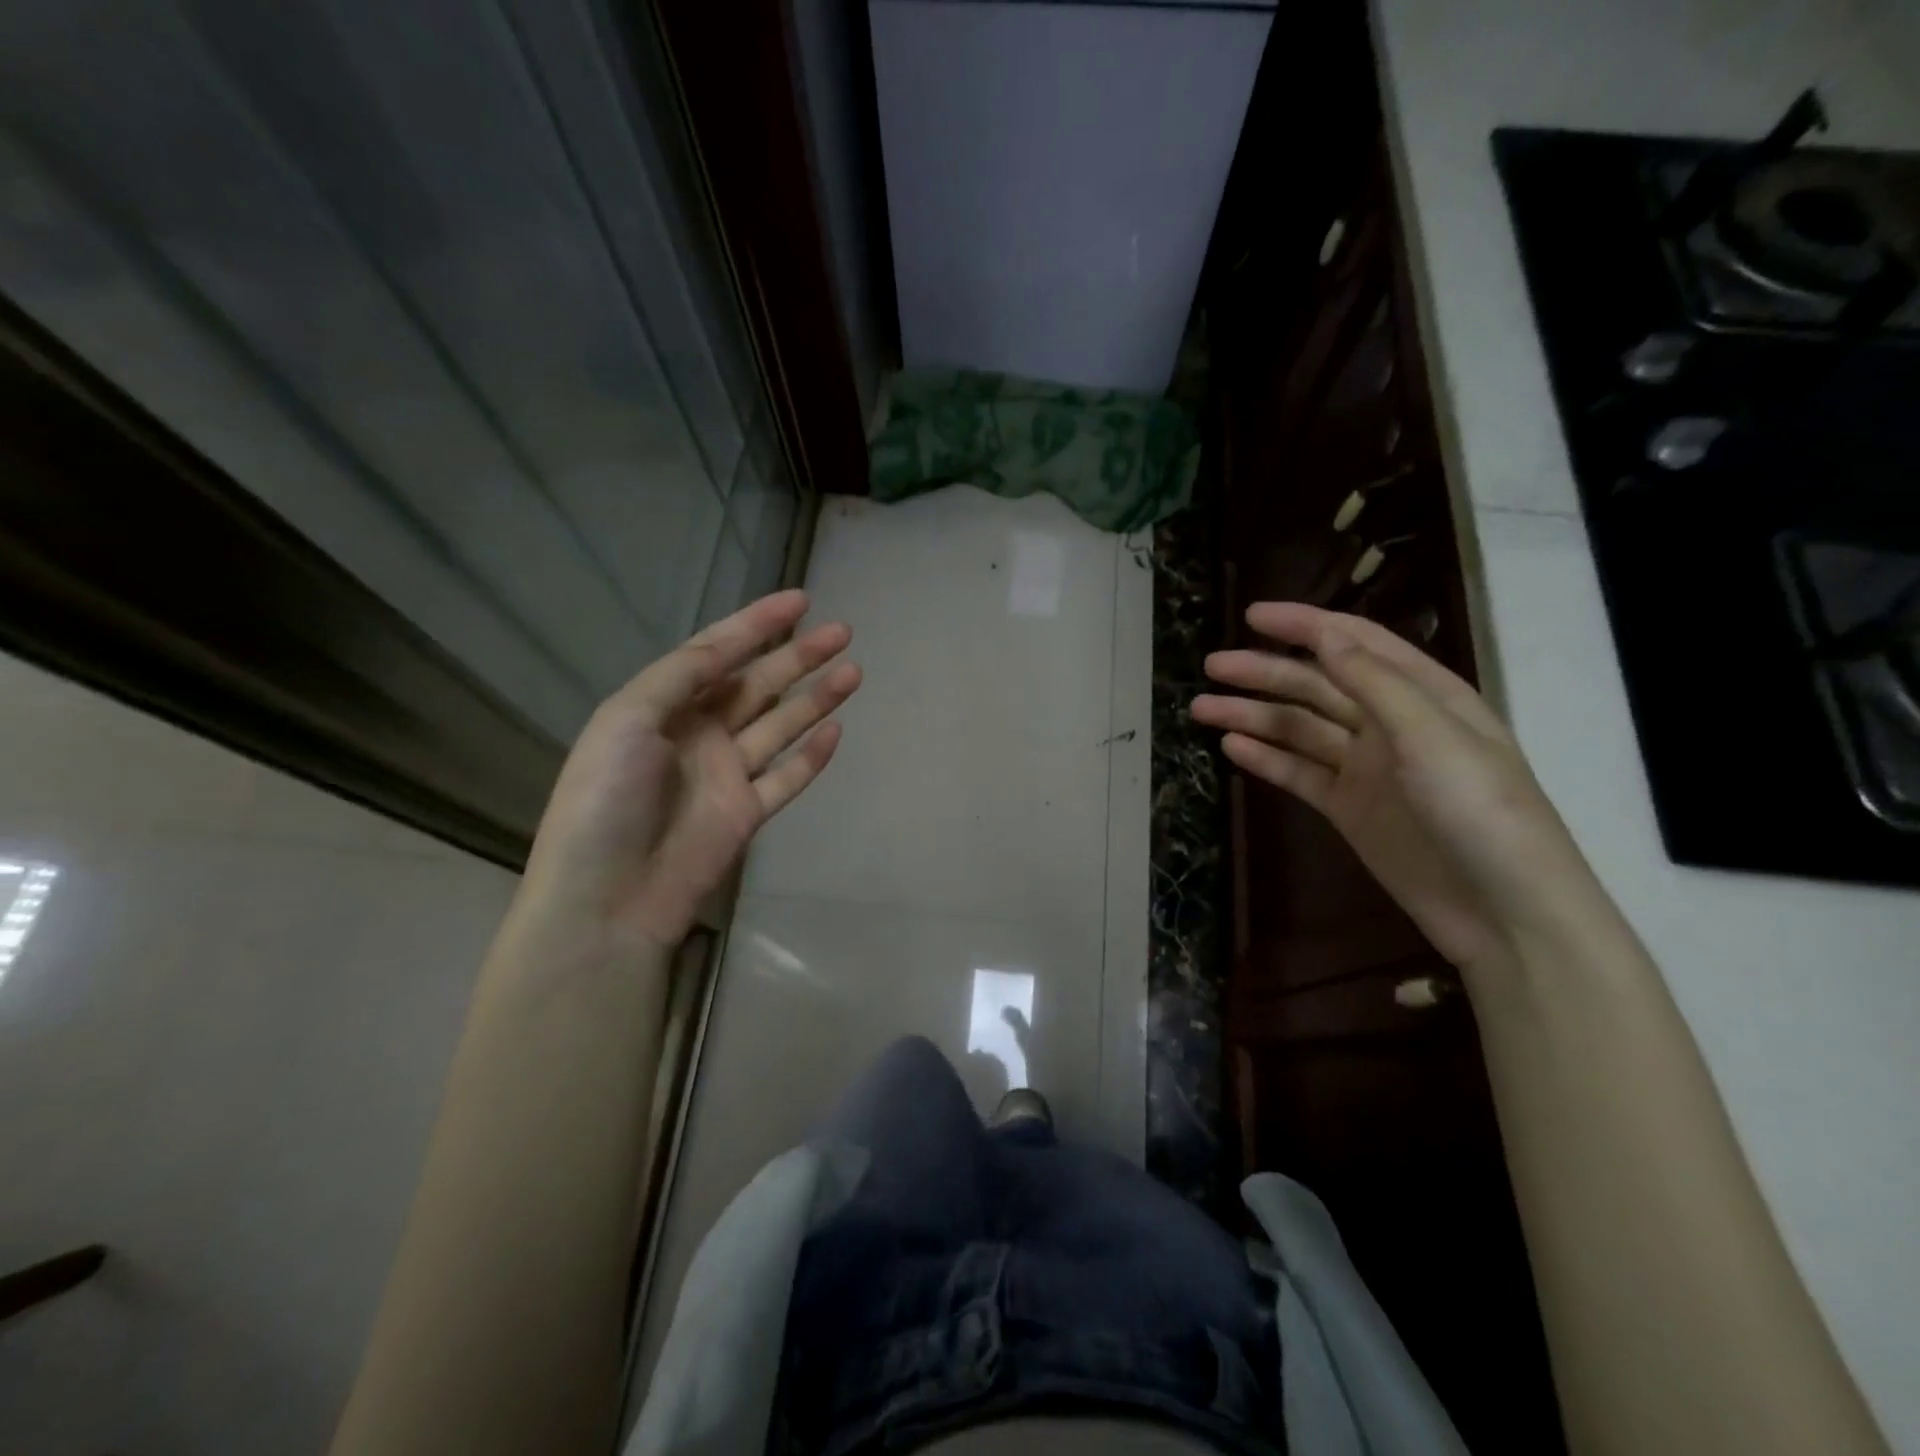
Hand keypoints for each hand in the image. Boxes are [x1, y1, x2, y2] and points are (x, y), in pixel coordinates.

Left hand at [513, 590, 859, 954]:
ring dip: (816, 698)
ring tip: (853, 671)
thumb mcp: (629, 718)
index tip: (800, 600)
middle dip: (798, 656)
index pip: (717, 652)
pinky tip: (837, 731)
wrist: (607, 898)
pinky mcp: (746, 813)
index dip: (757, 624)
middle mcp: (698, 733)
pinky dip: (812, 756)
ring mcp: (725, 775)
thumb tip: (733, 642)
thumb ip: (683, 674)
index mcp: (663, 706)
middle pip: (757, 684)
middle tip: (842, 632)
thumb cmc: (605, 798)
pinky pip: (787, 777)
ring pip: (780, 725)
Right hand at [1190, 602, 1590, 971]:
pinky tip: (1232, 747)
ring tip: (1201, 707)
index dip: (1304, 625)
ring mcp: (1367, 769)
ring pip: (1299, 729)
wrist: (1505, 913)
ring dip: (1252, 715)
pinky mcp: (1349, 809)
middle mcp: (1391, 724)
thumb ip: (1376, 685)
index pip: (1355, 644)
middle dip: (1264, 672)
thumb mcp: (1434, 738)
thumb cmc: (1483, 813)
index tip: (1252, 616)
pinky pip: (1299, 774)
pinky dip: (1266, 759)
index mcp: (1424, 695)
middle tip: (1211, 666)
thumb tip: (1326, 638)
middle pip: (1316, 686)